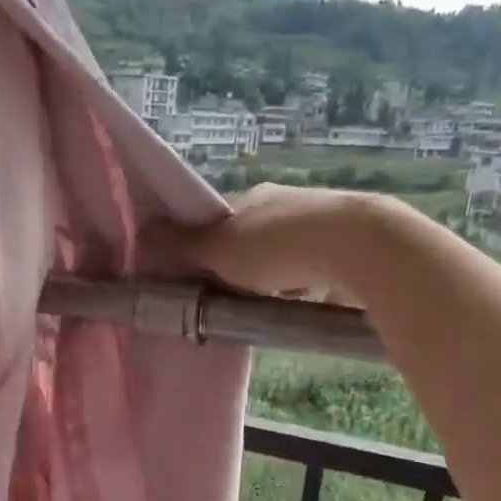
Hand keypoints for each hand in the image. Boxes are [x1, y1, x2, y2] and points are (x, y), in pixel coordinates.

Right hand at [148, 184, 375, 304]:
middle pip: (254, 238)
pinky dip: (306, 284)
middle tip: (236, 297)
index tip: (205, 276)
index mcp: (255, 197)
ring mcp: (321, 223)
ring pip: (287, 255)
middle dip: (245, 267)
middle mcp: (287, 202)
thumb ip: (183, 245)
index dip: (208, 248)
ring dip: (277, 277)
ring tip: (271, 304)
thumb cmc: (278, 246)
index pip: (221, 220)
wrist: (357, 246)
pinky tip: (305, 302)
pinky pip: (317, 268)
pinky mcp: (349, 247)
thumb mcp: (219, 248)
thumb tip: (143, 230)